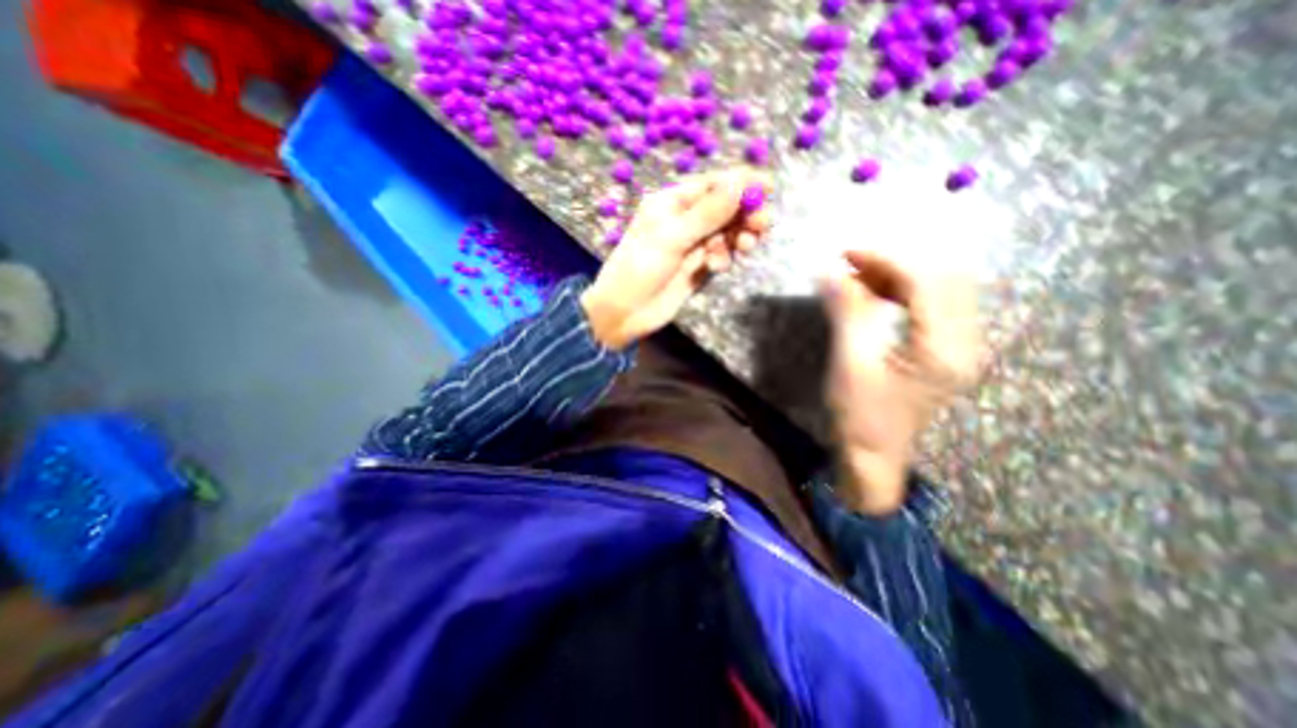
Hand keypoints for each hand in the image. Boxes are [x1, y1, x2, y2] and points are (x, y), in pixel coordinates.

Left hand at [581, 172, 766, 353]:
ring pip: (726, 232)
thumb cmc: (639, 269)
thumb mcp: (671, 237)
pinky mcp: (697, 267)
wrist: (624, 313)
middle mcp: (685, 219)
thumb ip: (707, 213)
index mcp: (672, 202)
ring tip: (746, 247)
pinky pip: (720, 255)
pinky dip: (723, 258)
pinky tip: (716, 267)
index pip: (713, 184)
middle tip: (762, 225)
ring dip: (739, 237)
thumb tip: (739, 182)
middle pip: (725, 208)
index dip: (741, 183)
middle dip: (745, 214)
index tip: (769, 187)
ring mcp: (692, 245)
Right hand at [819, 249, 983, 516]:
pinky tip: (874, 294)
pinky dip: (902, 293)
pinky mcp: (944, 351)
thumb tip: (830, 272)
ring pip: (939, 290)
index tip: (846, 253)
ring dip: (899, 276)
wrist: (873, 456)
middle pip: (941, 279)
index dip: (886, 259)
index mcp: (944, 348)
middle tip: (851, 262)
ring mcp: (959, 347)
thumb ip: (846, 312)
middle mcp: (965, 342)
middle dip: (894, 262)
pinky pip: (932, 307)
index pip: (926, 282)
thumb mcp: (850, 362)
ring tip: (858, 275)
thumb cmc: (861, 415)